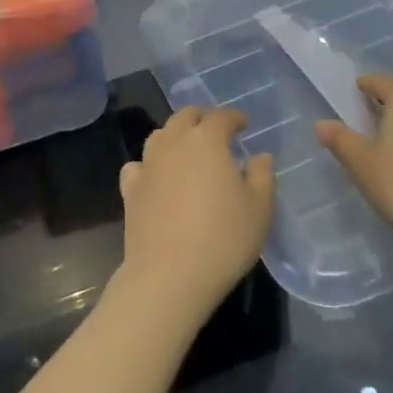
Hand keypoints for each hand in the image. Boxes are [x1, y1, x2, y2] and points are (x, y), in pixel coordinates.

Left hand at [115, 107, 273, 328]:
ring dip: (175, 136)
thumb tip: (260, 157)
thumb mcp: (258, 209)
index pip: (221, 116)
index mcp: (206, 140)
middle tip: (215, 132)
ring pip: (160, 136)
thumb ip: (262, 176)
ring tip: (187, 152)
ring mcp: (148, 164)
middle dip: (202, 118)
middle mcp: (174, 142)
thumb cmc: (223, 238)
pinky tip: (155, 178)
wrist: (169, 275)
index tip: (244, 125)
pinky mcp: (131, 190)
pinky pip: (138, 166)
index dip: (234, 117)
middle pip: (185, 117)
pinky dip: (148, 165)